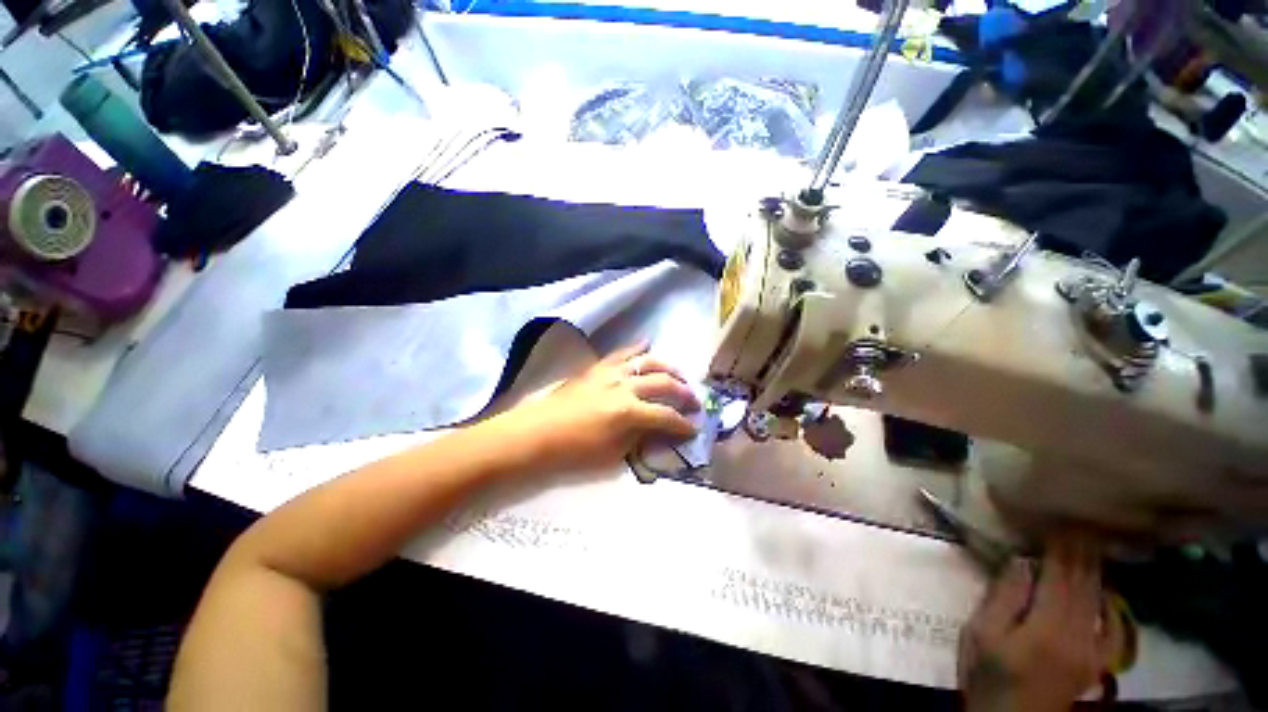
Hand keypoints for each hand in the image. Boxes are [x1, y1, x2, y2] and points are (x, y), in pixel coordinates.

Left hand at [490, 343, 699, 473]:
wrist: (539, 432)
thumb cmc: (575, 449)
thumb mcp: (613, 452)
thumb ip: (640, 437)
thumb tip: (658, 429)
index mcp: (629, 412)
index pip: (666, 416)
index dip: (683, 424)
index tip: (693, 429)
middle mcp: (625, 387)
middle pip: (664, 384)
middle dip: (684, 393)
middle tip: (694, 401)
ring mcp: (611, 373)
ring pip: (648, 362)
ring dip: (668, 368)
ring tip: (679, 375)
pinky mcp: (599, 367)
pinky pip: (622, 352)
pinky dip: (637, 347)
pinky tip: (648, 343)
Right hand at [959, 535, 1112, 711]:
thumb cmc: (988, 674)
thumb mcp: (981, 635)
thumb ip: (1002, 598)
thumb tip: (1021, 561)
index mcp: (1047, 627)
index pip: (1060, 576)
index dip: (1062, 546)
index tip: (1061, 520)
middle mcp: (1079, 634)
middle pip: (1084, 584)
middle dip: (1083, 552)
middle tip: (1082, 522)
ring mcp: (1093, 649)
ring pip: (1100, 600)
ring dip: (1097, 570)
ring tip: (1093, 543)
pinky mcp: (1096, 661)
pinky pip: (1113, 628)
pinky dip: (1112, 604)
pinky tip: (1107, 592)